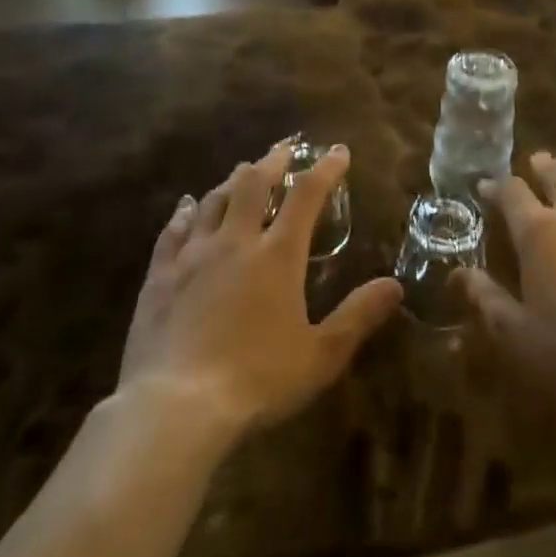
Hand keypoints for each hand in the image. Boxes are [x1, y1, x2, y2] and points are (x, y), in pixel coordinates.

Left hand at [118, 143, 402, 439]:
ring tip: (244, 170)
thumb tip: (394, 285)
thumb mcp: (320, 356)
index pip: (306, 196)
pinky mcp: (160, 275)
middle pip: (253, 183)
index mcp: (277, 255)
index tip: (337, 151)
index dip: (325, 169)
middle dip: (273, 161)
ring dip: (233, 180)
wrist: (175, 409)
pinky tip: (187, 204)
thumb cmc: (256, 381)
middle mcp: (236, 242)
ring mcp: (194, 255)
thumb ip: (358, 316)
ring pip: (214, 200)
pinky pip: (174, 230)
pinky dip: (185, 211)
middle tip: (285, 147)